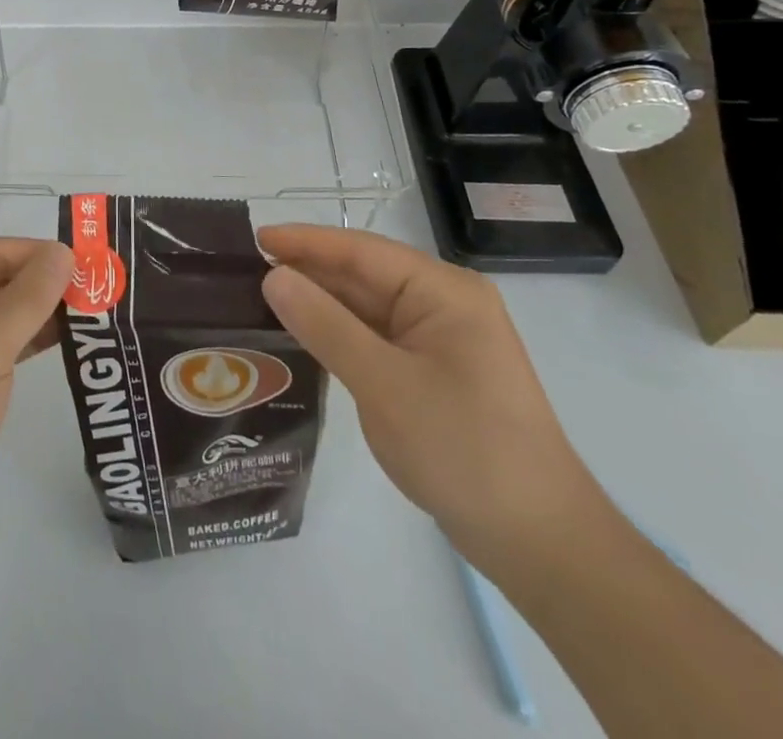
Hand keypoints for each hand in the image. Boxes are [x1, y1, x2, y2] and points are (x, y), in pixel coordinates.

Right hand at [259, 225, 605, 563]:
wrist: (539, 543)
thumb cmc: (464, 449)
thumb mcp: (384, 384)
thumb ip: (325, 325)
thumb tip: (273, 276)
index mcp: (444, 291)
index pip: (361, 251)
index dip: (305, 242)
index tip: (254, 239)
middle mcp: (444, 304)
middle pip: (363, 276)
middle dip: (308, 273)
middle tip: (244, 273)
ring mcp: (440, 341)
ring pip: (366, 309)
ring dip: (320, 305)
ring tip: (260, 300)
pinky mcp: (433, 373)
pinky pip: (375, 339)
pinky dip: (338, 335)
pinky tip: (301, 337)